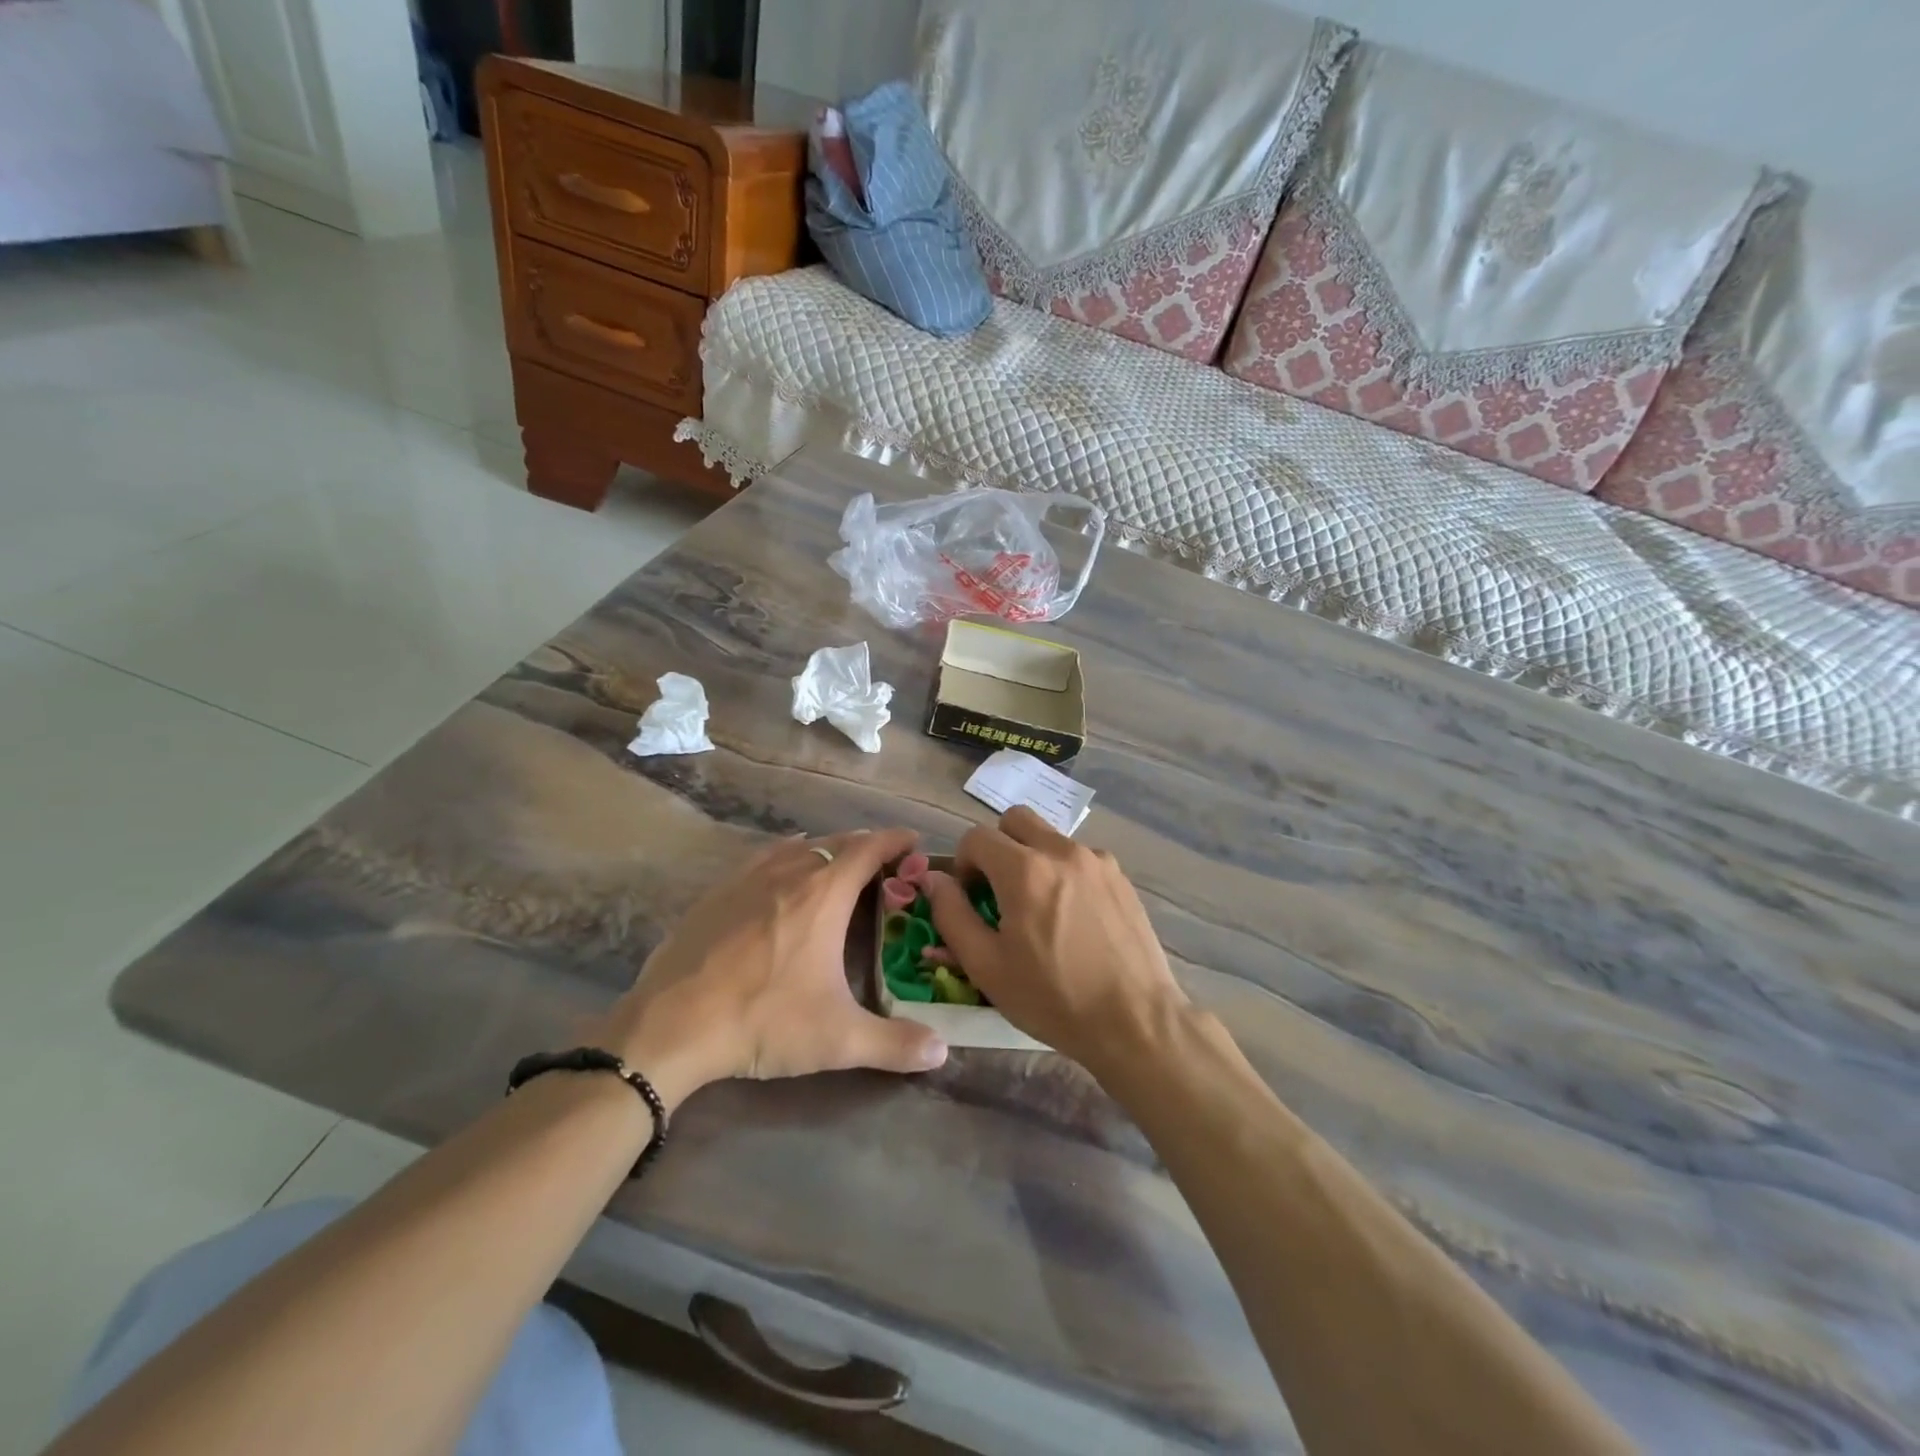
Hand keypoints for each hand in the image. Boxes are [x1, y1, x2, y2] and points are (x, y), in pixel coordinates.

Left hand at [590, 829, 947, 1111]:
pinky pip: (763, 859)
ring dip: (826, 850)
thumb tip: (942, 1051)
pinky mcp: (717, 893)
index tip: (915, 841)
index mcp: (824, 894)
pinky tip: (782, 879)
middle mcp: (790, 873)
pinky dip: (787, 858)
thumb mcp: (837, 1039)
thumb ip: (894, 1044)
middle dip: (865, 846)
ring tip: (839, 867)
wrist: (671, 1024)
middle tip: (885, 864)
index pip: (869, 849)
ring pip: (798, 847)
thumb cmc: (763, 1020)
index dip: (895, 840)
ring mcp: (748, 879)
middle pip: (836, 842)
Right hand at [924, 807, 1188, 1071]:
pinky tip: (1073, 918)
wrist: (1135, 1021)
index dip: (963, 864)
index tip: (970, 898)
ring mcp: (1097, 860)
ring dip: (1032, 858)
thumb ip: (952, 915)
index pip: (976, 837)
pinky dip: (1064, 873)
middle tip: (998, 890)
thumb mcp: (986, 966)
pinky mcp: (1121, 877)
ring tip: (1039, 909)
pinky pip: (1080, 858)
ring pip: (1050, 837)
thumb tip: (935, 880)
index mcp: (1024, 869)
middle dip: (997, 847)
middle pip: (1015, 820)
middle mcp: (1061, 851)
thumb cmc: (1053, 999)